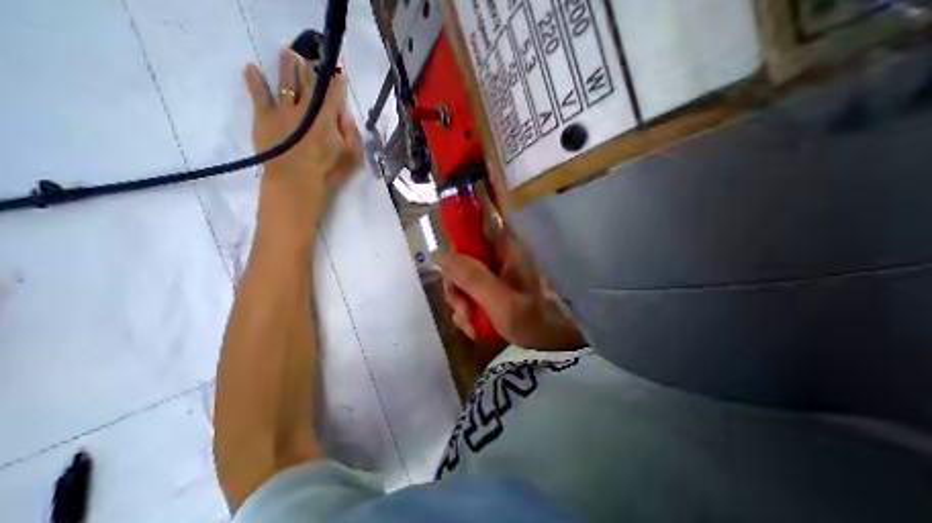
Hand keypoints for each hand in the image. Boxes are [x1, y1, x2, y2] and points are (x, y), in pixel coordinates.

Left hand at [245, 47, 361, 246]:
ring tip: (288, 53)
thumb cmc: (329, 171)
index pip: (334, 92)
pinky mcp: (264, 116)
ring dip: (287, 65)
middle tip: (312, 57)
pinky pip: (258, 93)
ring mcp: (283, 109)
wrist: (296, 182)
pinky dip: (254, 79)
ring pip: (286, 81)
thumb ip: (352, 134)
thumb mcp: (352, 156)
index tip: (338, 71)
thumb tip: (346, 115)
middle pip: (309, 81)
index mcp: (328, 116)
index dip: (336, 80)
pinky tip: (252, 68)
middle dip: (312, 67)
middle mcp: (305, 106)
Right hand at [434, 210, 579, 350]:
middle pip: (462, 255)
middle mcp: (499, 252)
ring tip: (471, 325)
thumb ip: (471, 278)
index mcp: (505, 245)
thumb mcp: (504, 304)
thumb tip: (438, 254)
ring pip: (465, 275)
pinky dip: (470, 309)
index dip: (457, 220)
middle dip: (455, 285)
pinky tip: (475, 327)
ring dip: (461, 301)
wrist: (568, 338)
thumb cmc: (544, 320)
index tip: (445, 249)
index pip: (477, 215)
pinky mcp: (498, 284)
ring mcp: (498, 269)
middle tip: (462, 311)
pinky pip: (473, 290)